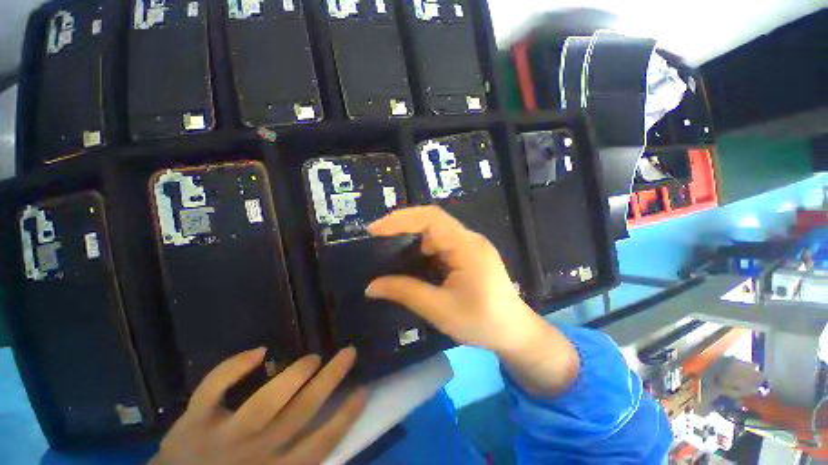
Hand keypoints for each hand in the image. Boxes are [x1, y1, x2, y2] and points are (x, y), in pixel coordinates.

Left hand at [151, 347, 365, 464]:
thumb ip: (295, 464)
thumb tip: (324, 438)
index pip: (321, 444)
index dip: (346, 416)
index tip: (363, 389)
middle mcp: (254, 452)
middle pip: (301, 413)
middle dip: (330, 380)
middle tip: (348, 352)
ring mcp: (222, 436)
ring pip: (265, 401)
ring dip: (294, 375)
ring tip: (313, 358)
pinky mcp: (193, 421)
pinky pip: (214, 389)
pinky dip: (233, 368)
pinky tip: (258, 351)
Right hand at [366, 206, 534, 352]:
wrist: (515, 332)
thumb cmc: (482, 323)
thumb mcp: (440, 310)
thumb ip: (405, 293)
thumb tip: (371, 286)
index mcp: (467, 247)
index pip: (431, 219)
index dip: (401, 219)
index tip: (375, 230)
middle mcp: (469, 239)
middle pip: (432, 219)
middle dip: (402, 224)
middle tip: (377, 237)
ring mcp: (470, 244)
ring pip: (436, 229)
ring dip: (412, 235)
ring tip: (389, 246)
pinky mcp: (468, 253)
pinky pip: (441, 240)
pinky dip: (422, 245)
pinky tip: (412, 258)